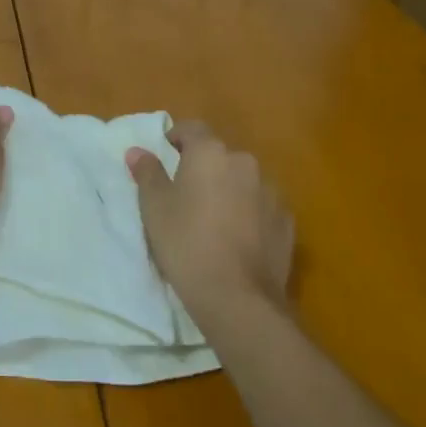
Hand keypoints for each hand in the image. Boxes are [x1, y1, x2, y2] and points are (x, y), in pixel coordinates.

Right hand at [127, 121, 293, 320]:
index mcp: (210, 152)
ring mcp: (271, 192)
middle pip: (219, 156)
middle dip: (204, 169)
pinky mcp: (287, 222)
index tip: (166, 157)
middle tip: (186, 196)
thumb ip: (147, 172)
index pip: (191, 128)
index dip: (176, 138)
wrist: (238, 298)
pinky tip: (238, 240)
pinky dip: (250, 215)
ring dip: (229, 191)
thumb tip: (138, 151)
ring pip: (243, 181)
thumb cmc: (186, 243)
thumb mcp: (154, 207)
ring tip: (214, 222)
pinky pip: (262, 208)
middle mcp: (244, 162)